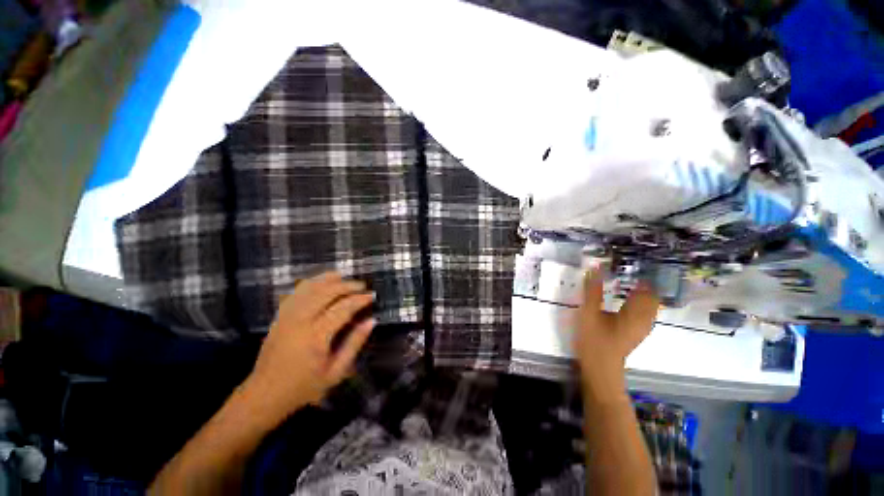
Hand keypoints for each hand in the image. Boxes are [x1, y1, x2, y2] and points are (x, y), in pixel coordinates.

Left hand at [243, 272, 375, 420]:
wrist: (264, 394)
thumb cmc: (304, 387)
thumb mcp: (335, 372)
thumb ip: (354, 344)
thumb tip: (371, 321)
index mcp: (316, 336)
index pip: (342, 308)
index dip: (359, 299)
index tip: (372, 295)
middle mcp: (300, 321)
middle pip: (326, 292)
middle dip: (346, 285)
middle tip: (361, 286)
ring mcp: (286, 317)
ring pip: (309, 288)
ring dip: (328, 279)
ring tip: (343, 277)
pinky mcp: (279, 316)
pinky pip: (295, 293)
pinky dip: (310, 283)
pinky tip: (320, 282)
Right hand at [574, 272, 658, 400]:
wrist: (600, 369)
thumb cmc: (595, 340)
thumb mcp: (589, 313)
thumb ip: (592, 291)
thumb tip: (595, 268)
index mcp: (635, 313)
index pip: (647, 290)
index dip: (644, 276)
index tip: (632, 265)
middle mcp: (644, 319)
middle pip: (651, 297)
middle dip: (644, 284)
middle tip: (629, 272)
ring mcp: (642, 327)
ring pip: (649, 306)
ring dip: (641, 293)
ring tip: (627, 283)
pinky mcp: (636, 332)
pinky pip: (644, 313)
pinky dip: (638, 303)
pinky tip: (625, 300)